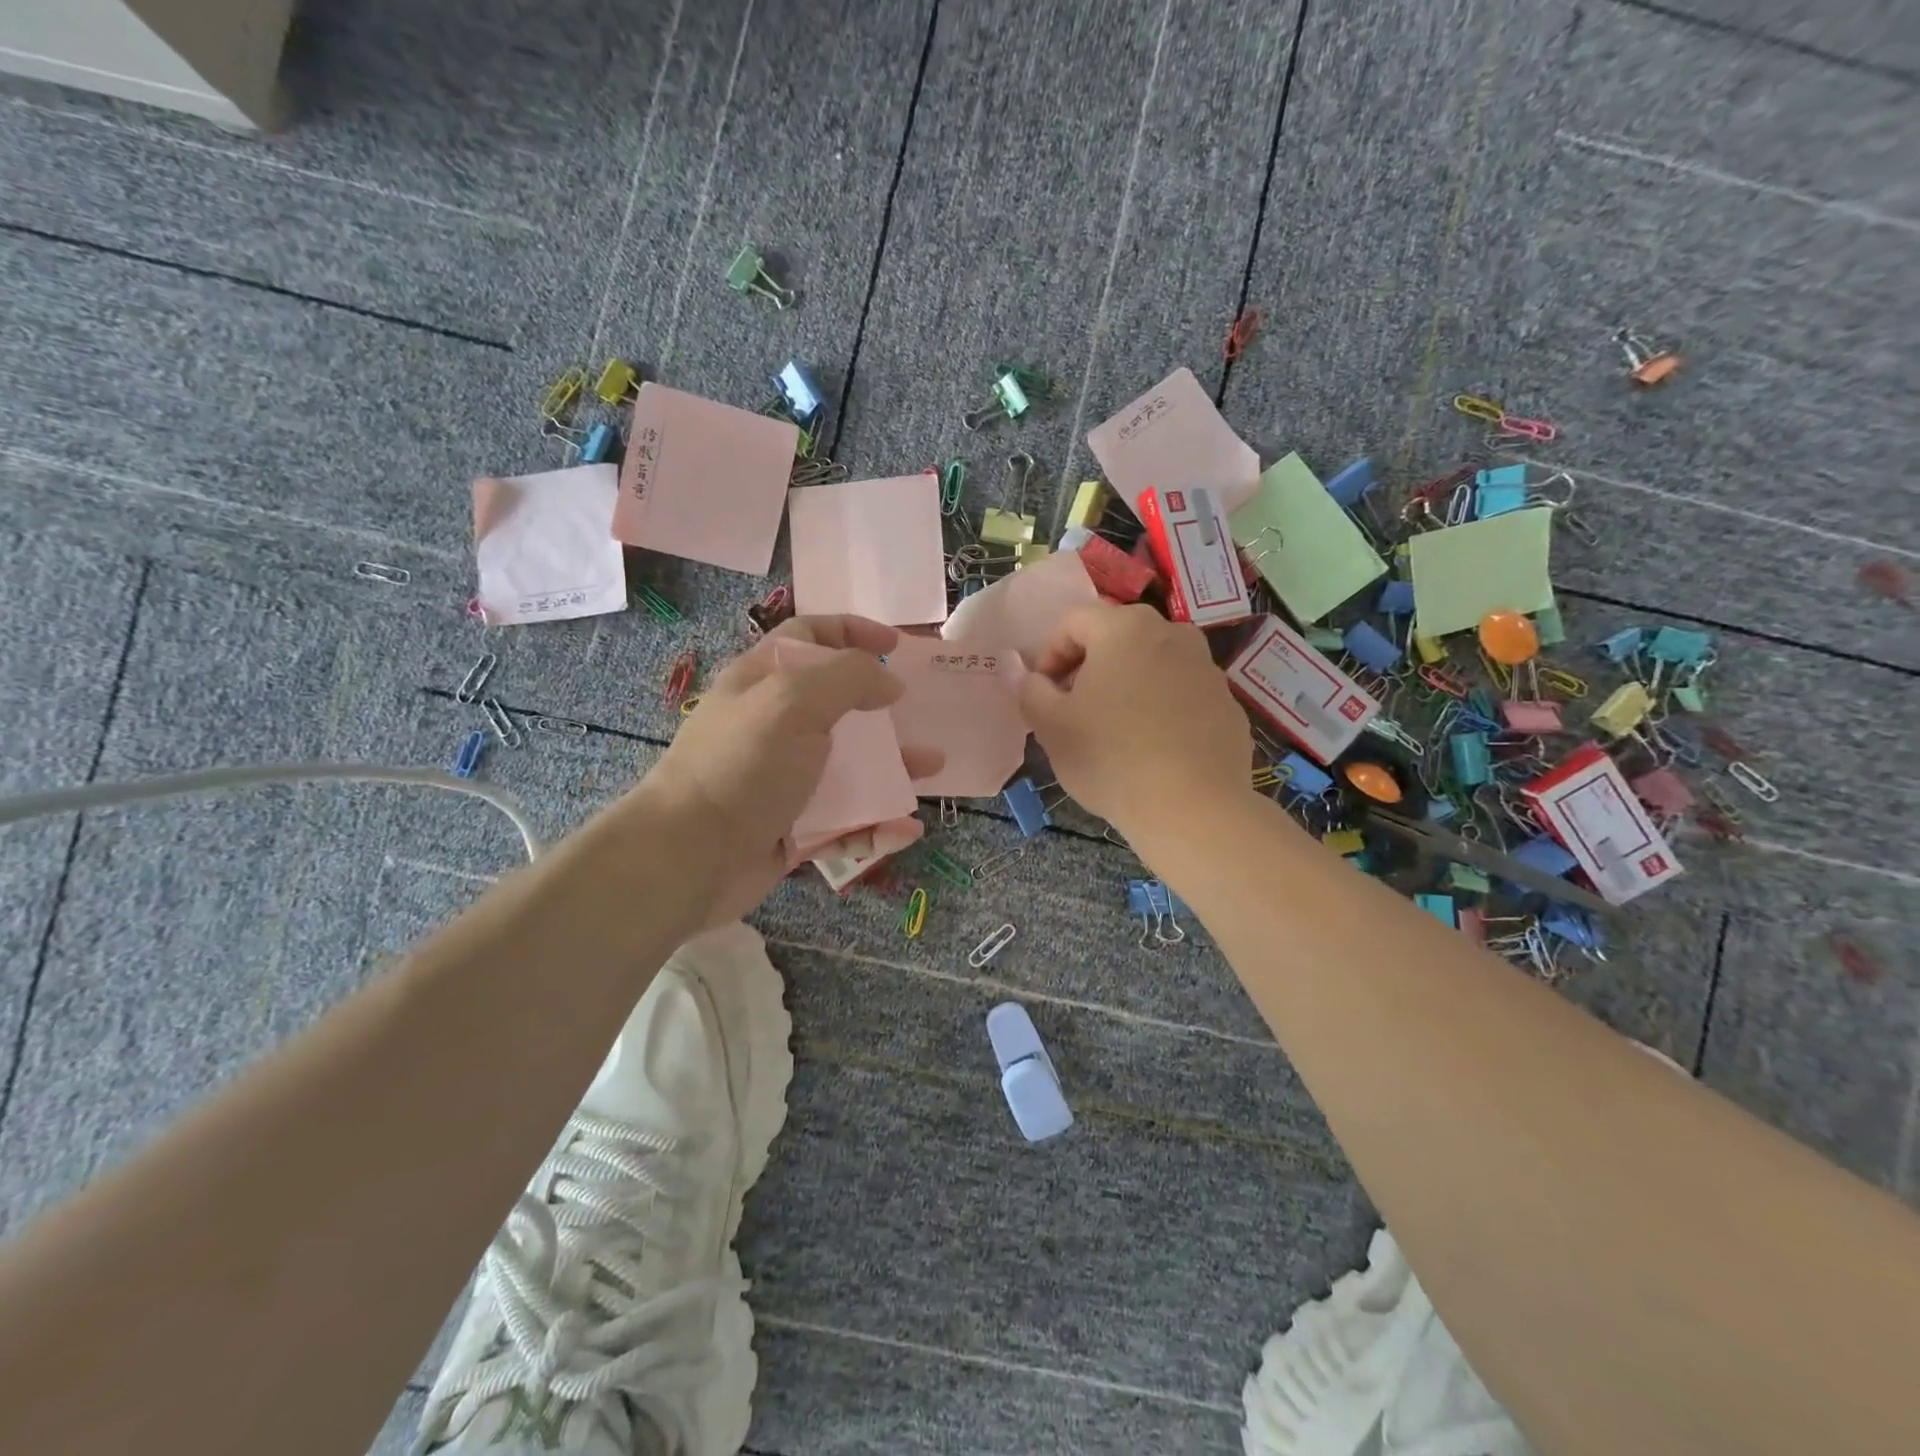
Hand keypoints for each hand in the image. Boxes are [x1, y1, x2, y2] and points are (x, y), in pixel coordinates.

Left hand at [632, 616, 943, 926]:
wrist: (689, 858)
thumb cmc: (742, 766)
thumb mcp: (794, 701)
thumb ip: (850, 678)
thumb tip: (889, 683)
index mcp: (765, 682)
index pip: (811, 638)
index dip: (854, 632)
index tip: (897, 646)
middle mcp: (775, 726)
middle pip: (839, 705)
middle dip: (883, 708)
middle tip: (919, 714)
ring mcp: (786, 780)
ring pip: (850, 765)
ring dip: (893, 767)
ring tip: (931, 769)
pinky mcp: (795, 828)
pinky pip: (846, 820)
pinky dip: (877, 823)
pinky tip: (905, 828)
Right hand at [1019, 604, 1251, 842]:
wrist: (1192, 808)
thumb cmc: (1110, 758)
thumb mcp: (1051, 725)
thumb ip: (1029, 689)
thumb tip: (1021, 669)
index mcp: (1125, 628)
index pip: (1074, 623)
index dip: (1049, 657)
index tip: (1043, 695)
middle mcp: (1173, 634)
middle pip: (1116, 639)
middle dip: (1089, 669)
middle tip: (1073, 712)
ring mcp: (1207, 668)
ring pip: (1152, 666)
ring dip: (1127, 687)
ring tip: (1114, 732)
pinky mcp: (1228, 704)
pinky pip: (1182, 695)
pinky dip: (1162, 709)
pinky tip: (1152, 750)